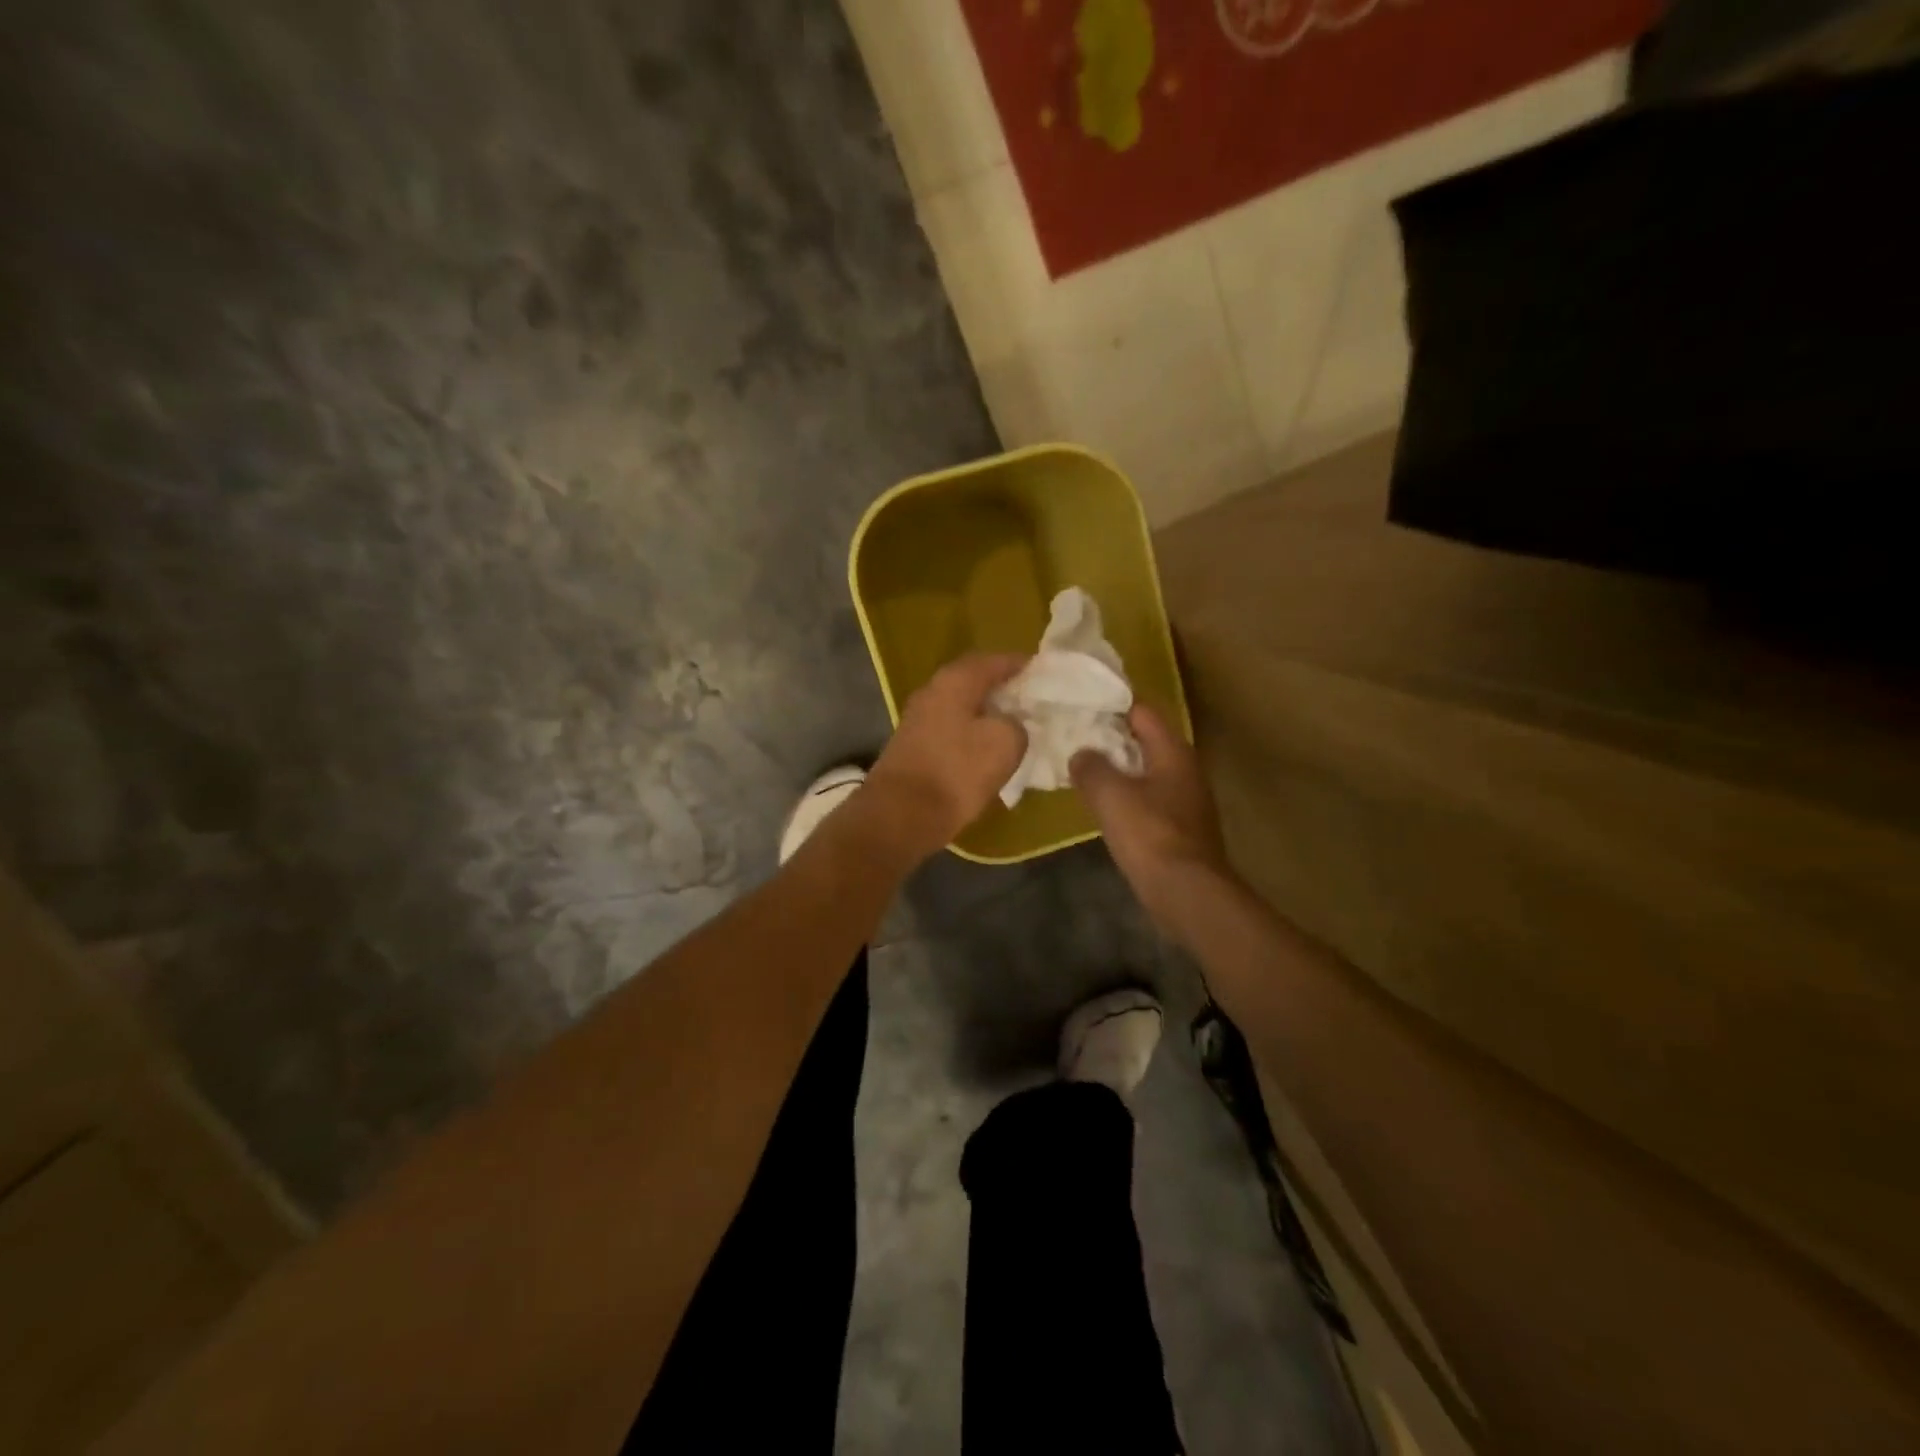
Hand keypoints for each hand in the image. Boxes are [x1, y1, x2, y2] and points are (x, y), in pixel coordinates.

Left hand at [866, 653, 1028, 860]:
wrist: (901, 815)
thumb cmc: (956, 771)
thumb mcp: (1005, 743)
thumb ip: (1016, 725)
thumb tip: (1010, 725)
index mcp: (954, 681)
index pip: (993, 661)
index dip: (1020, 665)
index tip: (1043, 673)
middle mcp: (932, 693)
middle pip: (974, 683)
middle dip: (1003, 690)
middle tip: (1032, 701)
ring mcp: (919, 721)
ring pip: (962, 709)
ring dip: (988, 716)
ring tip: (1017, 727)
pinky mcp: (915, 749)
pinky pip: (953, 733)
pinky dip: (973, 737)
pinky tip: (990, 752)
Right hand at [1072, 704, 1228, 925]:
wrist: (1187, 892)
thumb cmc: (1150, 834)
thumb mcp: (1110, 794)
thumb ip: (1091, 767)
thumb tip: (1081, 754)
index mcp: (1173, 751)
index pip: (1142, 711)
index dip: (1112, 706)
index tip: (1080, 706)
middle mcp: (1185, 769)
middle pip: (1145, 741)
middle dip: (1111, 739)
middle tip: (1074, 737)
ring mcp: (1186, 800)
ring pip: (1146, 772)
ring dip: (1118, 770)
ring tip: (1083, 770)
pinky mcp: (1180, 828)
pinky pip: (1149, 800)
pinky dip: (1127, 796)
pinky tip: (1104, 807)